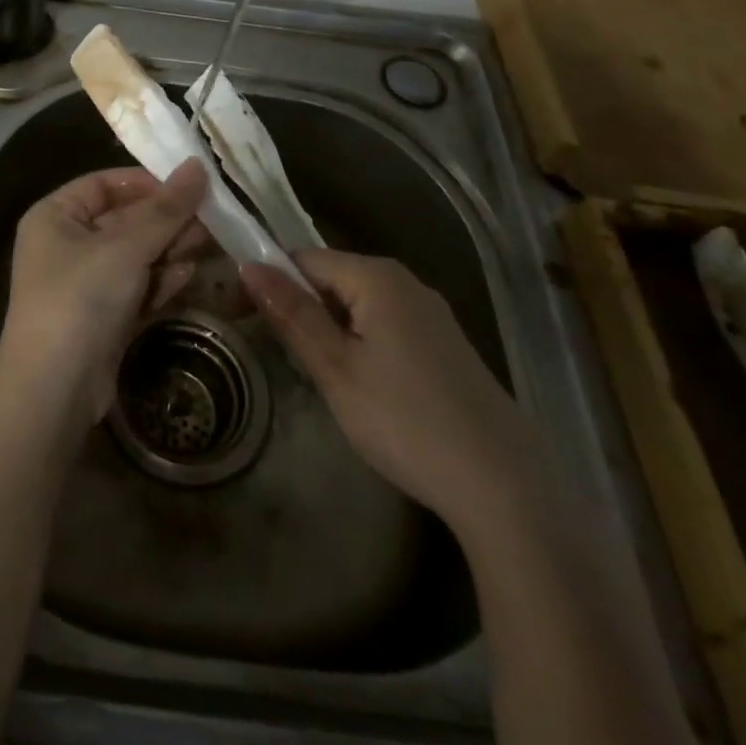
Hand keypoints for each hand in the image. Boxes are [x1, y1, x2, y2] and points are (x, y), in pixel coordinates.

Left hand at [0, 161, 209, 423]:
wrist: (55, 390)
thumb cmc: (82, 298)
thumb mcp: (126, 247)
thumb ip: (166, 209)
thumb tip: (198, 165)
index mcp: (55, 216)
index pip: (104, 184)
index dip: (146, 183)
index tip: (189, 186)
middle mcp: (66, 244)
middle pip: (124, 220)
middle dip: (166, 220)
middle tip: (211, 217)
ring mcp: (85, 283)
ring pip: (135, 254)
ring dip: (169, 249)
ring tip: (208, 243)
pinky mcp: (103, 316)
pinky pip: (136, 286)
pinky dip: (159, 280)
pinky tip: (188, 275)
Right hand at [241, 249, 536, 523]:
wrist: (505, 486)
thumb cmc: (406, 421)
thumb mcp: (336, 368)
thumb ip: (293, 313)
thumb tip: (249, 266)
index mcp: (377, 277)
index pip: (304, 258)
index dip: (268, 281)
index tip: (240, 316)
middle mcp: (405, 283)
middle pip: (333, 278)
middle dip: (298, 305)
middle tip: (275, 350)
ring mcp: (430, 314)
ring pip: (358, 305)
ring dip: (327, 327)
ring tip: (313, 371)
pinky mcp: (445, 345)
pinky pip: (384, 325)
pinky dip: (358, 342)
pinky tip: (360, 384)